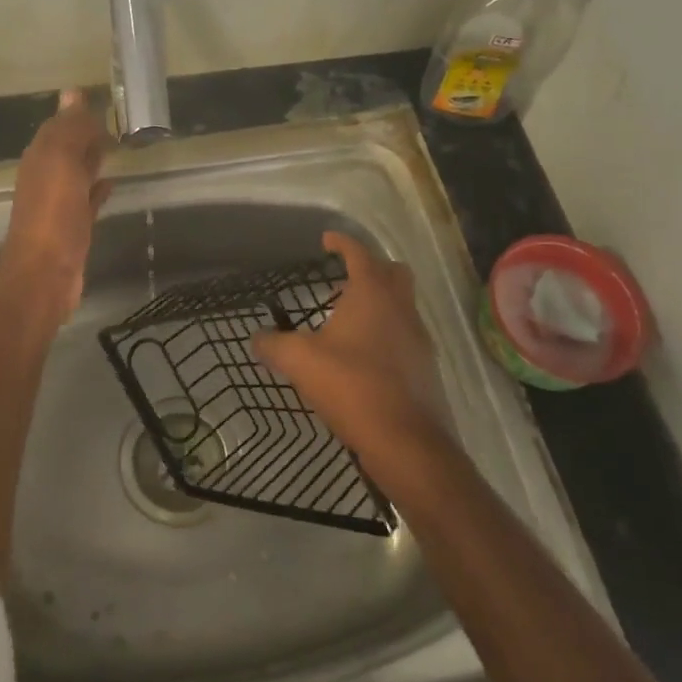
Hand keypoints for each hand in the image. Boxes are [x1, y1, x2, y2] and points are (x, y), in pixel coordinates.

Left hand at [0, 89, 112, 310]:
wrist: (45, 275)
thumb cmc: (53, 214)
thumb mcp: (61, 163)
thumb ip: (70, 130)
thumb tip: (73, 92)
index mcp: (40, 158)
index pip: (58, 126)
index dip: (77, 113)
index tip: (104, 100)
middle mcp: (46, 177)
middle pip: (67, 148)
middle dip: (86, 133)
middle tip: (115, 119)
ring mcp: (59, 204)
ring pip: (78, 172)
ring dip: (93, 158)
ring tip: (118, 145)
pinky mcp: (74, 227)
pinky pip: (87, 199)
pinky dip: (98, 188)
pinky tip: (112, 182)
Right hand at [255, 231, 442, 449]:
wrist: (407, 441)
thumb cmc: (352, 386)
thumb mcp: (300, 362)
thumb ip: (274, 345)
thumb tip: (256, 338)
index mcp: (372, 293)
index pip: (358, 253)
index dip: (342, 243)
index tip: (327, 240)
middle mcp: (401, 307)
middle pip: (392, 272)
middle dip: (369, 269)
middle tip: (340, 284)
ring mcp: (419, 337)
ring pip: (401, 304)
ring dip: (378, 303)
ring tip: (346, 324)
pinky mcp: (426, 366)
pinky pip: (405, 334)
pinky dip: (386, 333)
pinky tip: (363, 358)